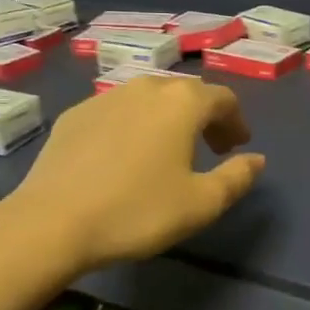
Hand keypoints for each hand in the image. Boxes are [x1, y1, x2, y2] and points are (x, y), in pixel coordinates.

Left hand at [8, 76, 265, 271]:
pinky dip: (133, 125)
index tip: (237, 146)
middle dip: (204, 117)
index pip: (223, 98)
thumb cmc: (137, 211)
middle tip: (210, 148)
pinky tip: (124, 155)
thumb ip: (237, 178)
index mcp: (182, 102)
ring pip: (149, 98)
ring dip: (167, 118)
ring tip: (168, 149)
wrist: (52, 222)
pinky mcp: (74, 114)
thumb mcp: (201, 204)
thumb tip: (256, 159)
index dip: (236, 121)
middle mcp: (145, 87)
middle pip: (185, 93)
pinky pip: (117, 111)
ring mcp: (105, 97)